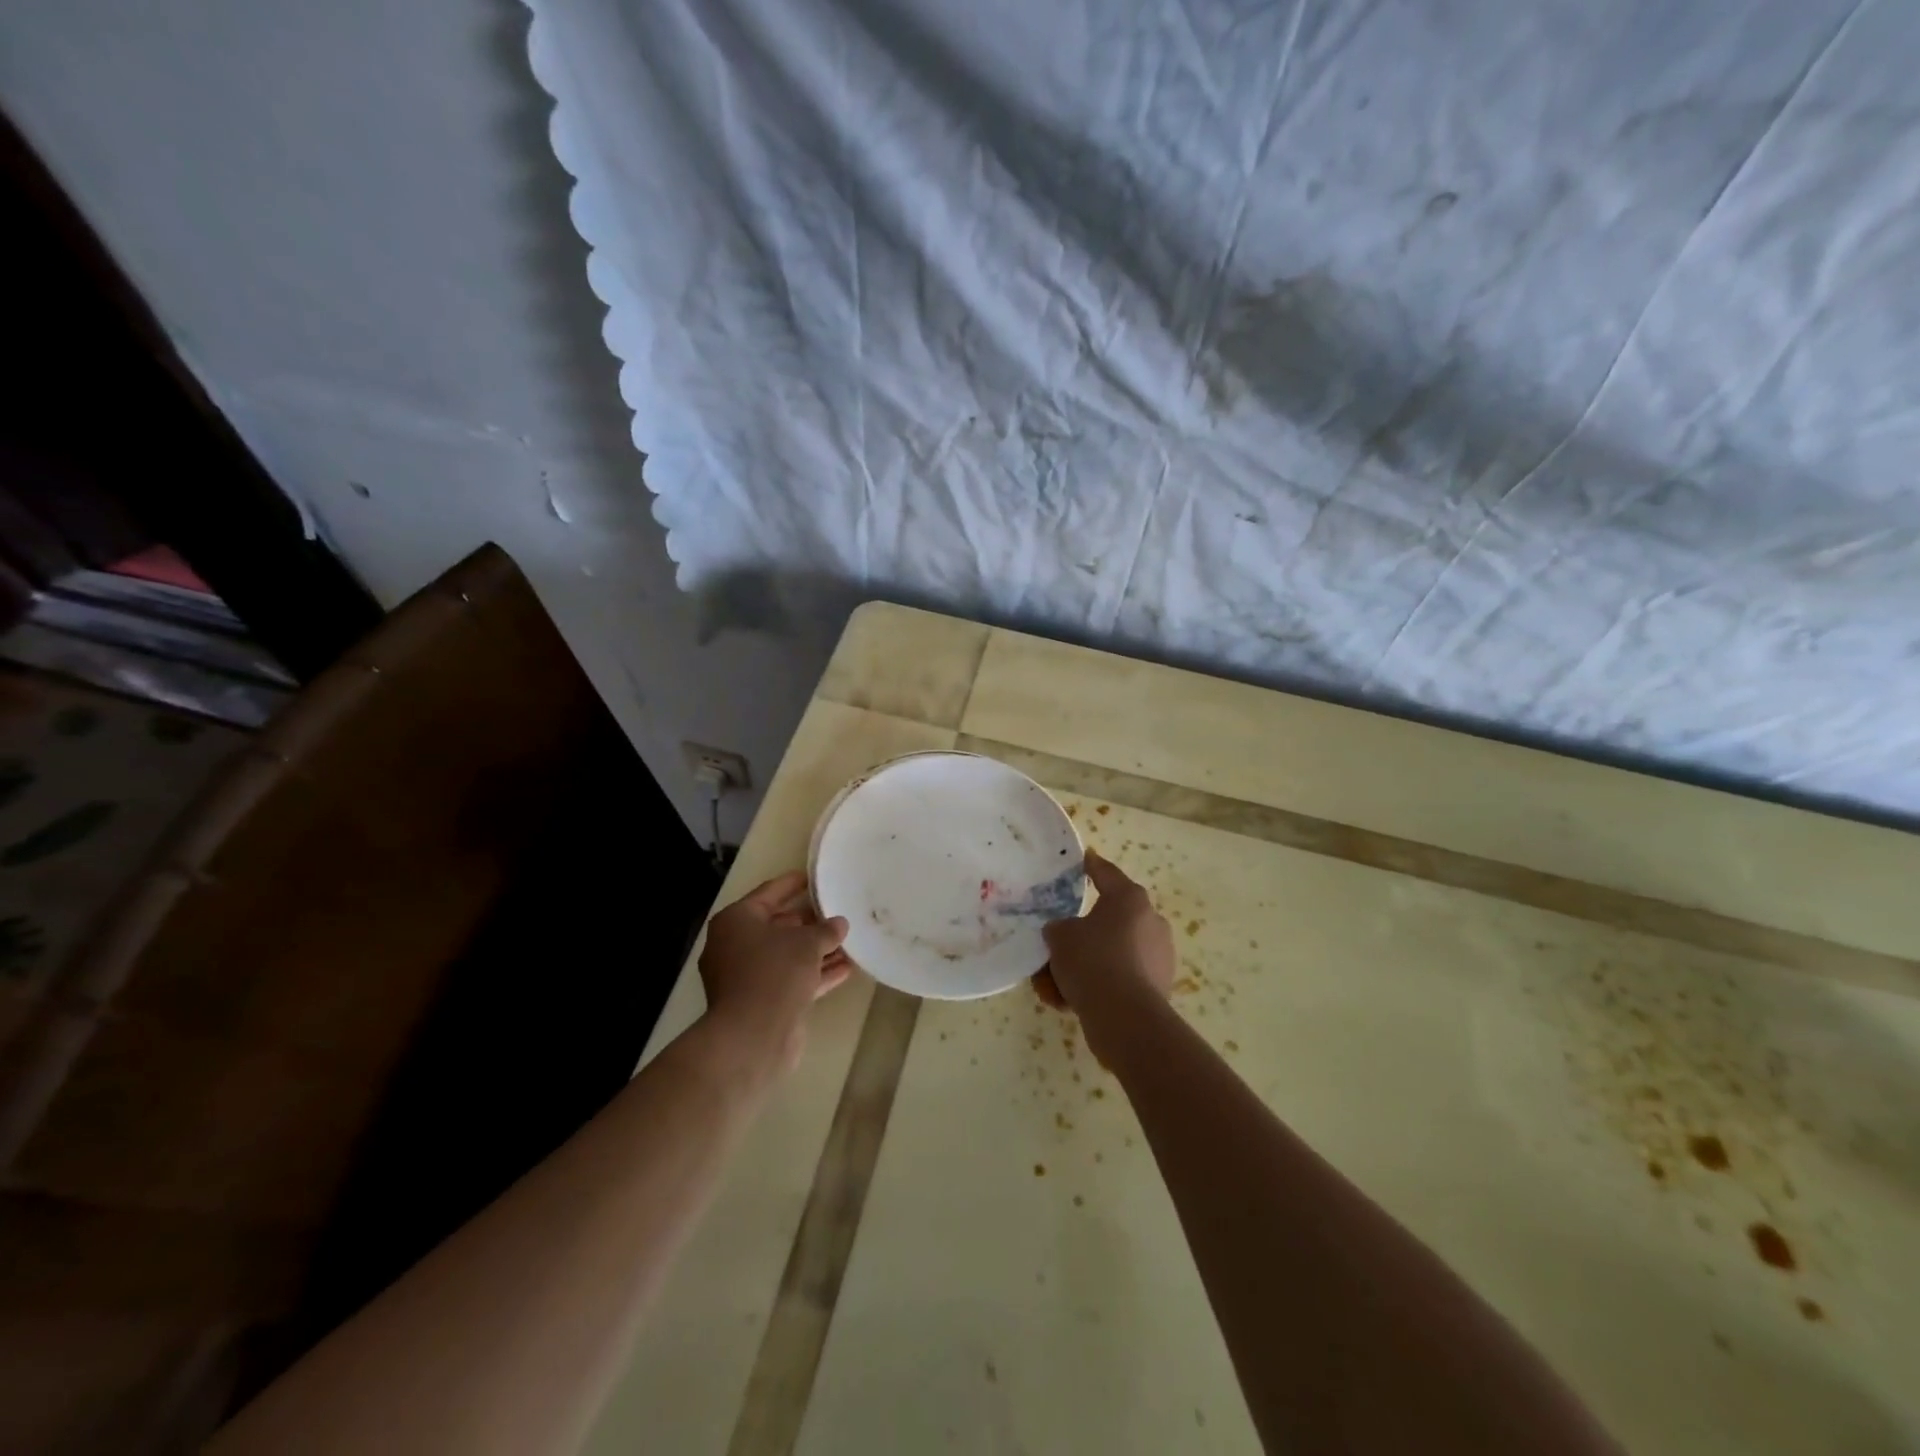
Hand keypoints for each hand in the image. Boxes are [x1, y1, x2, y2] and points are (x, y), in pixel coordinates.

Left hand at [699, 871, 850, 1074]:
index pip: (768, 893)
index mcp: (736, 921)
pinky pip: (792, 979)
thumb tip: (839, 924)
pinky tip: (847, 969)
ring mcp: (747, 977)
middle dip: (809, 921)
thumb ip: (826, 930)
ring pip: (787, 955)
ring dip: (817, 950)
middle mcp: (736, 945)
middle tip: (837, 911)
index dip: (793, 884)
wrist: (753, 1037)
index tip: (814, 877)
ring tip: (850, 941)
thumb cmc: (774, 973)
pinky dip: (816, 973)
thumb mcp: (807, 943)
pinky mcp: (762, 1002)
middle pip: (778, 925)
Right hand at [1033, 850, 1175, 1019]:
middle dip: (1080, 934)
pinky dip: (1099, 985)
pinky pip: (1121, 978)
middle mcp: (1150, 921)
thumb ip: (1058, 928)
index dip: (1091, 865)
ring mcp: (1159, 955)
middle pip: (1109, 920)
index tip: (1084, 858)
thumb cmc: (1092, 961)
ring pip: (1112, 953)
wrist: (1125, 1017)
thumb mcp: (1060, 936)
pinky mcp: (1160, 986)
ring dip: (1086, 964)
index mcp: (1129, 899)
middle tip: (1055, 946)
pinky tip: (1070, 1001)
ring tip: (1054, 985)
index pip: (1106, 874)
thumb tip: (1064, 933)